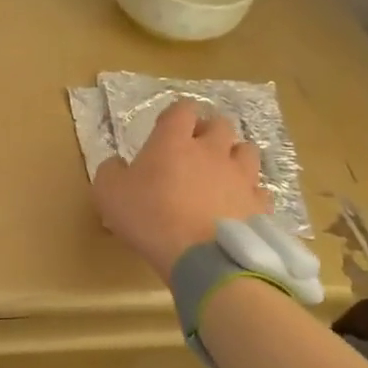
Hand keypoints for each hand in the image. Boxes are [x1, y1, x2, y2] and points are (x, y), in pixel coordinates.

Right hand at [92, 99, 272, 279]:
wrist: (201, 257)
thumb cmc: (149, 217)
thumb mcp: (108, 193)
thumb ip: (110, 171)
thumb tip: (118, 164)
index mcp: (173, 142)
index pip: (182, 109)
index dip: (176, 113)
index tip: (167, 126)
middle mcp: (212, 151)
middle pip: (220, 124)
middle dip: (208, 131)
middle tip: (195, 148)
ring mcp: (240, 177)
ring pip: (247, 151)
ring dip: (234, 156)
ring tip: (222, 172)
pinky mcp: (259, 205)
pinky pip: (259, 190)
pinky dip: (249, 192)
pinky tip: (238, 204)